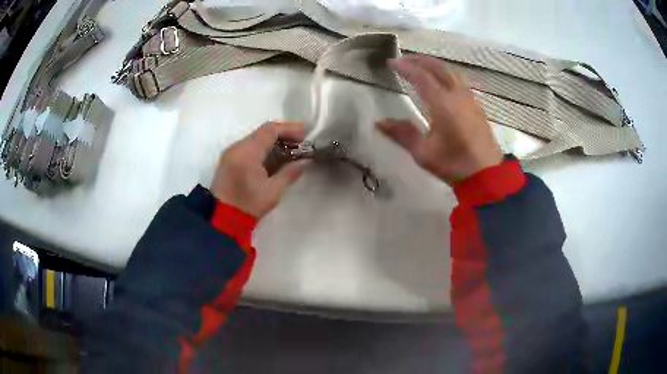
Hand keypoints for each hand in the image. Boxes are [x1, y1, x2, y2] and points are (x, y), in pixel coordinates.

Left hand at [211, 121, 309, 218]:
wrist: (221, 220)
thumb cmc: (248, 206)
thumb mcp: (273, 191)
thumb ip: (290, 172)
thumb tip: (306, 161)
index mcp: (247, 153)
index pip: (270, 130)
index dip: (289, 129)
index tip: (305, 135)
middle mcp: (237, 147)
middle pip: (262, 132)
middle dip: (282, 135)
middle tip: (300, 143)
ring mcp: (231, 153)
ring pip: (255, 138)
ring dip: (273, 141)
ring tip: (290, 150)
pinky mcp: (228, 160)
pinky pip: (248, 147)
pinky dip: (262, 148)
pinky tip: (274, 158)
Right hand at [377, 56, 502, 184]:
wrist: (486, 175)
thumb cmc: (454, 164)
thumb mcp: (424, 153)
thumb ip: (402, 134)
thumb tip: (379, 122)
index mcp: (443, 104)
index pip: (422, 77)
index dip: (405, 67)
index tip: (391, 62)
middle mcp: (457, 95)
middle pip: (438, 68)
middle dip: (420, 61)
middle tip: (404, 60)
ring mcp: (470, 99)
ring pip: (451, 72)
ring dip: (435, 65)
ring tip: (422, 66)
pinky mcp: (476, 106)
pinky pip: (460, 81)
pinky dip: (447, 74)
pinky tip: (443, 81)